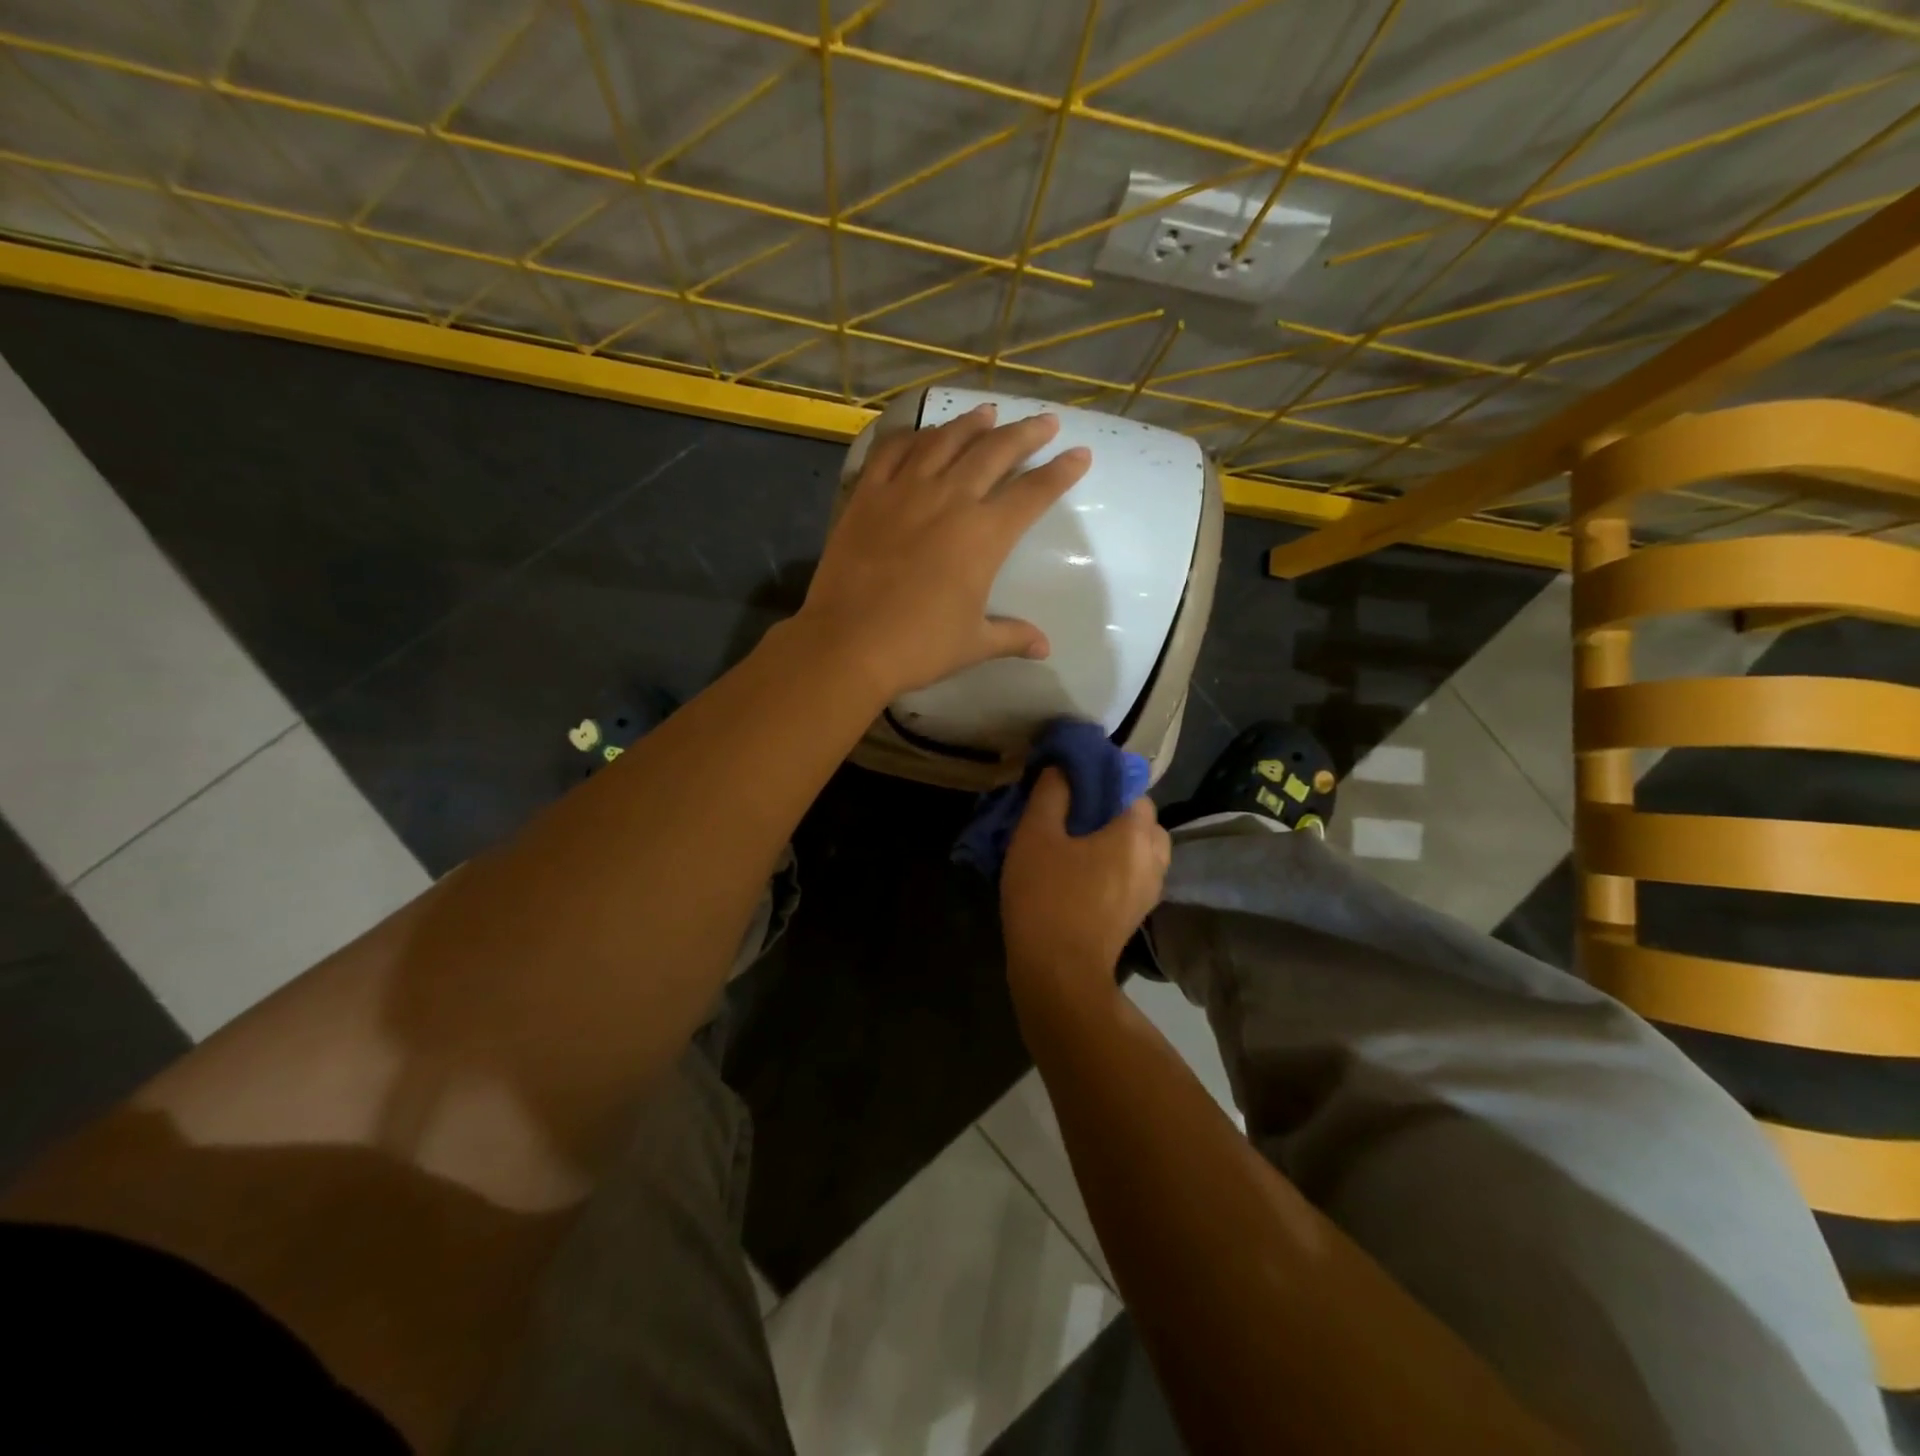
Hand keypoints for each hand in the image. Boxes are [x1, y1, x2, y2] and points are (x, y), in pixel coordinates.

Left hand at [798, 404, 1090, 696]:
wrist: (848, 643)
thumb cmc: (918, 646)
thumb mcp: (973, 644)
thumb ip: (1012, 636)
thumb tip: (1044, 648)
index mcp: (984, 535)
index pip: (1033, 493)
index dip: (1061, 472)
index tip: (1080, 454)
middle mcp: (950, 499)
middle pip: (995, 452)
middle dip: (1026, 433)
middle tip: (1045, 422)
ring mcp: (905, 491)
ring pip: (945, 440)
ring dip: (972, 423)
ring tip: (989, 413)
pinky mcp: (867, 494)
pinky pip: (892, 450)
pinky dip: (912, 436)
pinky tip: (922, 433)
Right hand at [1002, 768, 1170, 1002]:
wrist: (1059, 973)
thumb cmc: (1046, 897)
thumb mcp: (1035, 836)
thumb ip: (1051, 794)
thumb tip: (1063, 769)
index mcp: (1135, 834)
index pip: (1134, 789)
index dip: (1107, 781)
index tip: (1077, 785)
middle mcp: (1154, 859)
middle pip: (1144, 821)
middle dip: (1116, 813)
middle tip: (1078, 815)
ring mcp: (1150, 891)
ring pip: (1143, 851)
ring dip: (1120, 842)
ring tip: (1082, 845)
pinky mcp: (1138, 915)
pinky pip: (1135, 876)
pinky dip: (1118, 867)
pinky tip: (1085, 873)